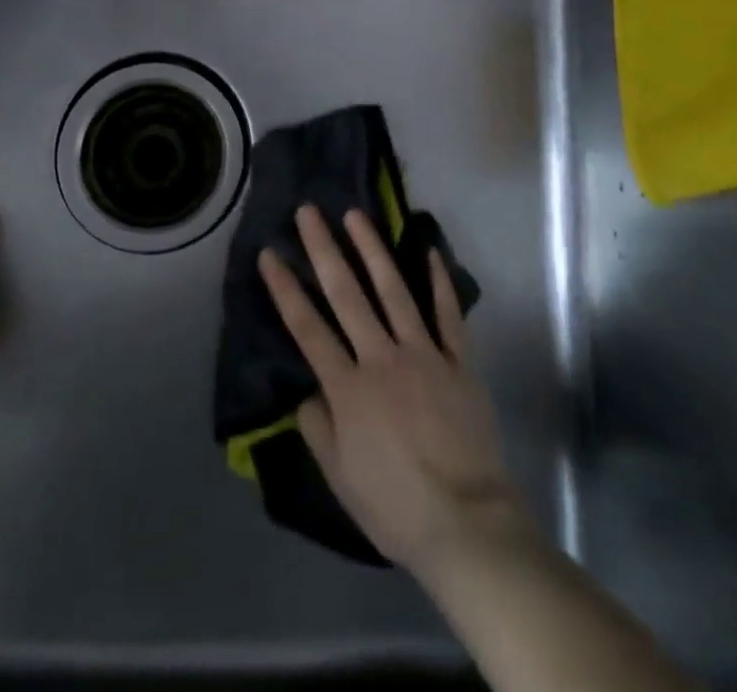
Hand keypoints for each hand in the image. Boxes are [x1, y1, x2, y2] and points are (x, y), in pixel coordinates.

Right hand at [258, 204, 533, 577]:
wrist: (467, 523)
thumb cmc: (395, 506)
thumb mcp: (339, 477)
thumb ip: (318, 426)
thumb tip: (308, 389)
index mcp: (348, 388)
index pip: (307, 328)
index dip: (285, 289)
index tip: (269, 253)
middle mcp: (382, 358)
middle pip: (346, 294)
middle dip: (324, 249)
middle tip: (309, 212)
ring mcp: (424, 353)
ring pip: (394, 290)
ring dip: (373, 249)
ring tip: (356, 215)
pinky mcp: (458, 360)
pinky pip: (448, 313)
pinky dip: (439, 281)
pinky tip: (429, 250)